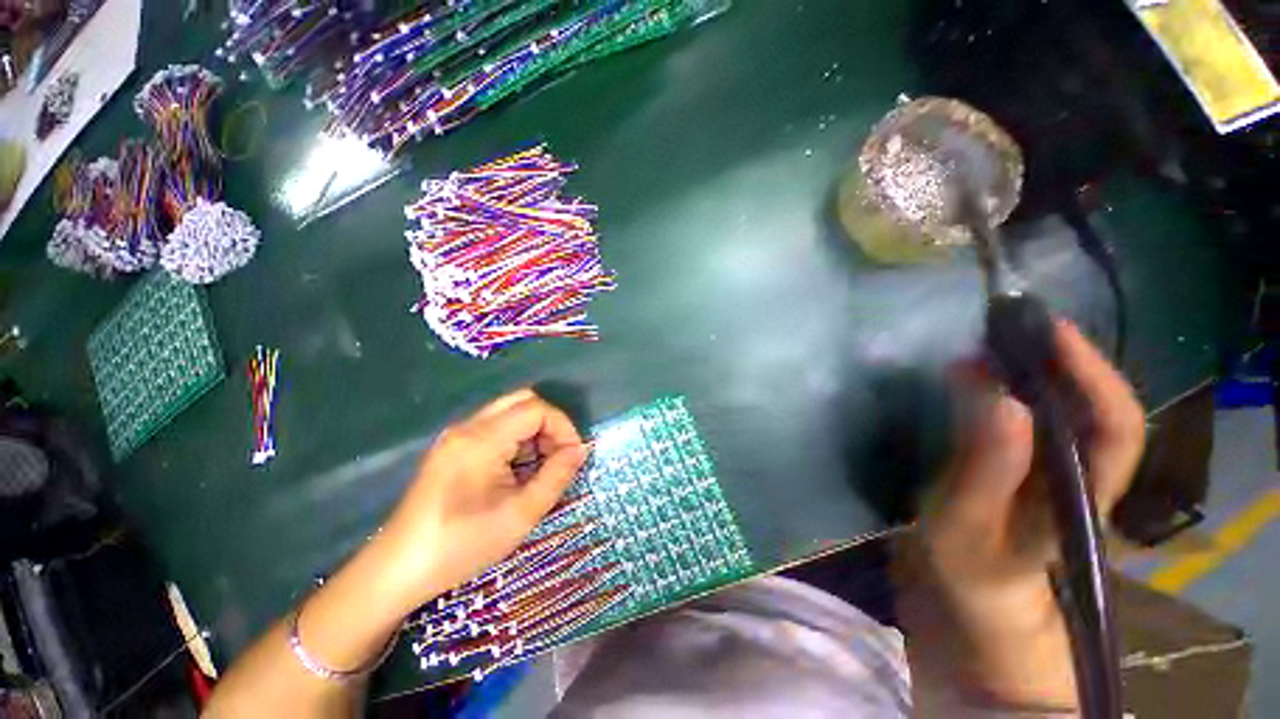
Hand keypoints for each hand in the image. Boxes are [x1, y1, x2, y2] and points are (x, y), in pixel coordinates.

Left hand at [376, 389, 587, 616]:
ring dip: (533, 432)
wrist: (398, 570)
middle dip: (549, 425)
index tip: (573, 456)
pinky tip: (516, 471)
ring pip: (509, 413)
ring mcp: (457, 436)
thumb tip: (580, 450)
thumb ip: (556, 476)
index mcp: (482, 439)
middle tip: (558, 457)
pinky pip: (495, 428)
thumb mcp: (520, 514)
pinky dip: (516, 440)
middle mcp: (468, 427)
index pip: (536, 409)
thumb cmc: (462, 545)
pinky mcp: (452, 447)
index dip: (562, 427)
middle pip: (522, 401)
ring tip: (539, 468)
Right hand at [898, 319, 1144, 708]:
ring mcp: (1058, 462)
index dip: (1092, 371)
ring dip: (1036, 362)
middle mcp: (1083, 469)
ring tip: (991, 338)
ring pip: (1068, 400)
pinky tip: (983, 369)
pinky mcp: (1029, 457)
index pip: (1116, 424)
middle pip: (1096, 400)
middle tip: (1006, 323)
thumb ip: (985, 467)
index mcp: (1082, 493)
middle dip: (1060, 354)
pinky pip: (1034, 408)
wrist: (971, 587)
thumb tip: (1002, 396)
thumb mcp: (965, 522)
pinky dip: (1014, 380)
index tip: (1046, 329)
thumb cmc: (968, 562)